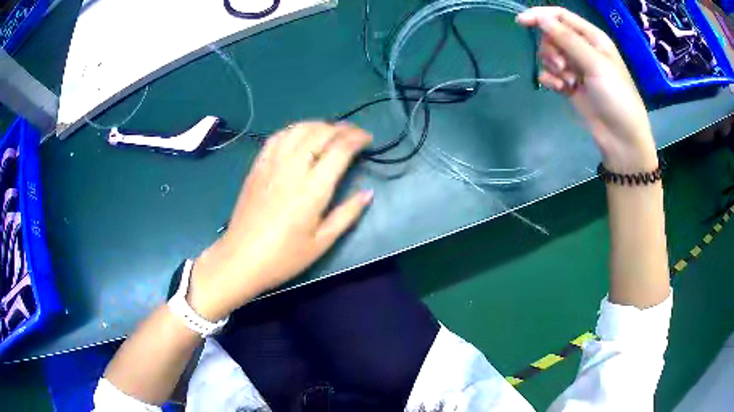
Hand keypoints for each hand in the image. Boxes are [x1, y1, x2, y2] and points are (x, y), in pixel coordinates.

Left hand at [187, 122, 373, 320]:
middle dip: (342, 128)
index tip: (368, 139)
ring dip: (318, 125)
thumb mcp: (322, 242)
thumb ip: (347, 214)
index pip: (339, 149)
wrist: (241, 259)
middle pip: (320, 132)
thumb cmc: (284, 257)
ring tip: (330, 132)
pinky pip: (277, 137)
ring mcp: (271, 165)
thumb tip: (367, 193)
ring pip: (298, 129)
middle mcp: (292, 169)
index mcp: (312, 189)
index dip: (357, 138)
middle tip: (354, 134)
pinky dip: (294, 130)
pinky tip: (300, 136)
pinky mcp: (257, 167)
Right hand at [517, 7, 657, 171]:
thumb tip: (540, 17)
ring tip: (568, 81)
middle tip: (562, 65)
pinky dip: (552, 80)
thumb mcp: (594, 64)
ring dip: (553, 66)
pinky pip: (549, 74)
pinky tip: (562, 90)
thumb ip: (567, 39)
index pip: (561, 16)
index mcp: (592, 38)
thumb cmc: (616, 96)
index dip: (541, 15)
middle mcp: (582, 49)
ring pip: (549, 55)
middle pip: (552, 35)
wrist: (621, 138)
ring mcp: (576, 67)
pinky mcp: (569, 85)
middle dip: (551, 49)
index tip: (521, 22)